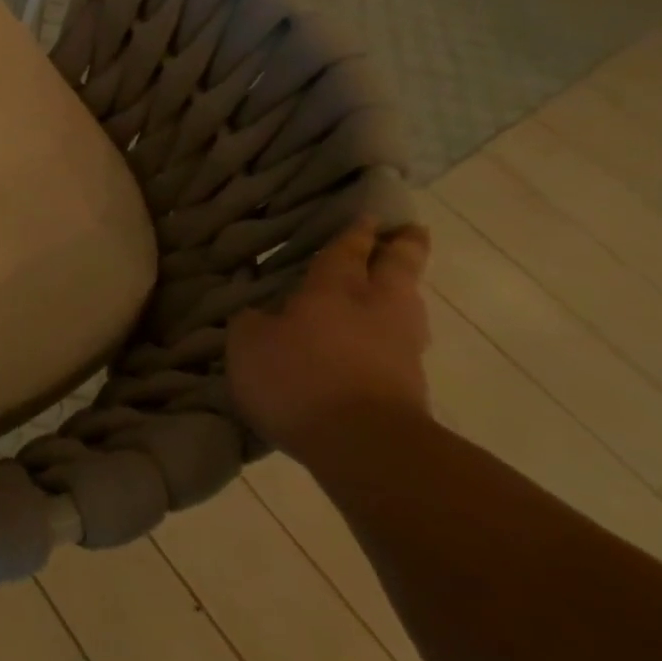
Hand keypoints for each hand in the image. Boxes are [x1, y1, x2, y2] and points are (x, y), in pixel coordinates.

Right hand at [227, 218, 431, 465]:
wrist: (365, 446)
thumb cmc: (299, 380)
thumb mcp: (249, 345)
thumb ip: (251, 321)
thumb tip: (258, 311)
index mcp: (335, 288)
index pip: (348, 249)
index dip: (355, 232)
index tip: (366, 214)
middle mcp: (377, 307)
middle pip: (399, 267)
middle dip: (404, 246)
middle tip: (410, 231)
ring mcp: (403, 346)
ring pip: (409, 303)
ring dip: (404, 290)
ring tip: (394, 286)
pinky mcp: (412, 384)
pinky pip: (404, 342)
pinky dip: (396, 332)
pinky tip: (381, 340)